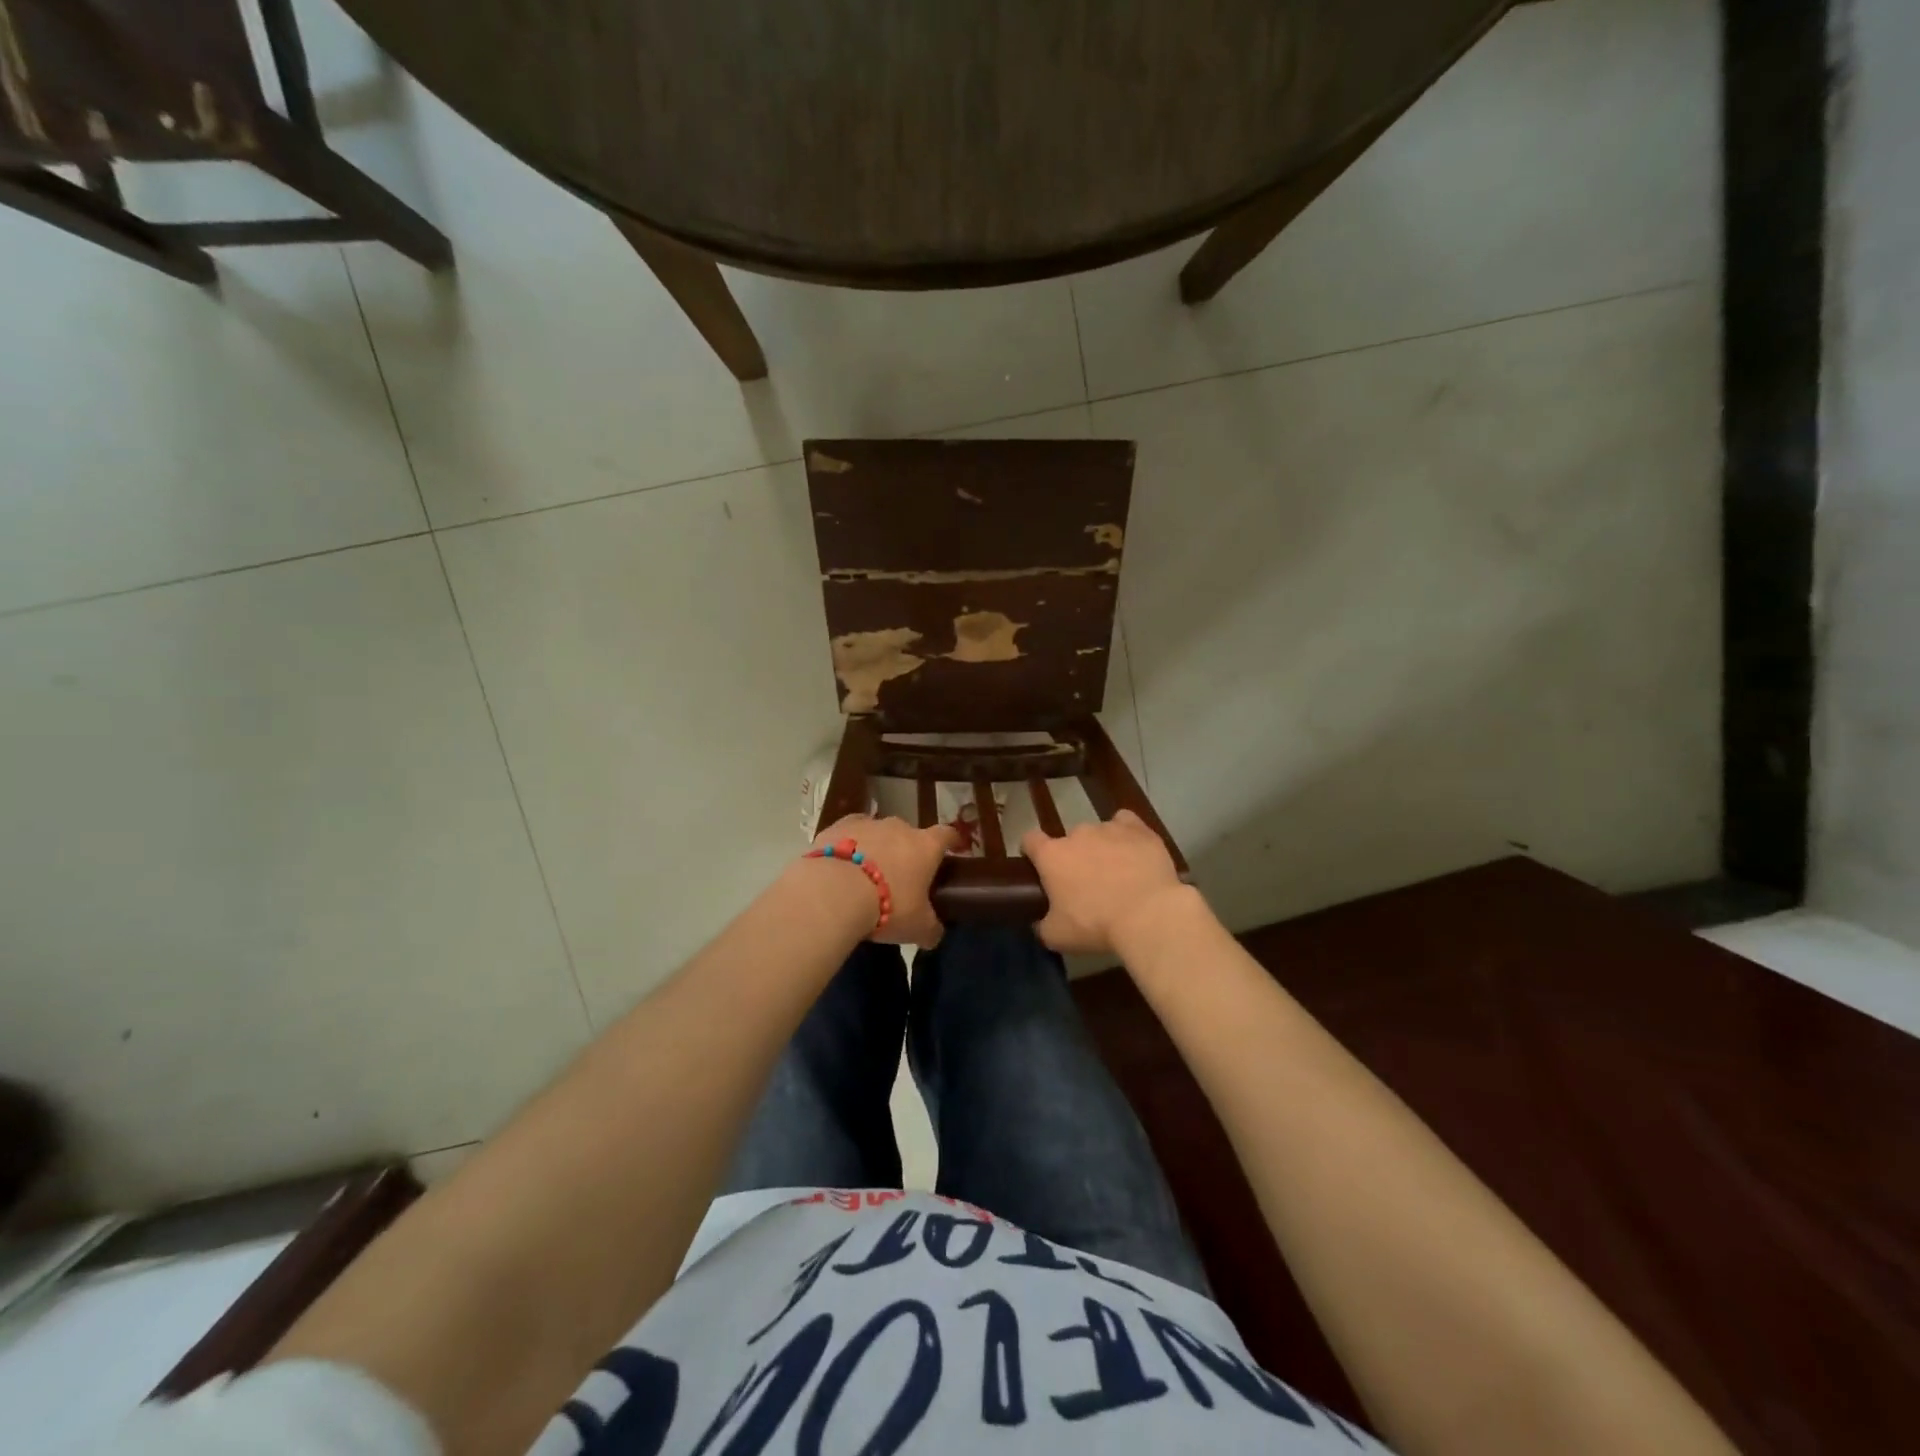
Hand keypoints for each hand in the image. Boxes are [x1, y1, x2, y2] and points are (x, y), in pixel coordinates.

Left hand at [811, 814, 960, 947]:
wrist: (834, 891)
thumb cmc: (887, 906)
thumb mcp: (917, 927)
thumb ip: (930, 929)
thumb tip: (934, 934)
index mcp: (925, 846)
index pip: (946, 835)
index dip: (952, 840)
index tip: (955, 846)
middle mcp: (899, 828)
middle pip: (909, 834)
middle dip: (906, 851)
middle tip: (901, 876)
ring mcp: (866, 823)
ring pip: (877, 833)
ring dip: (876, 848)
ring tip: (866, 874)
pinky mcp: (835, 827)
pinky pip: (847, 835)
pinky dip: (847, 846)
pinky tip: (841, 865)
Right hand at [1020, 810, 1187, 954]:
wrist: (1148, 915)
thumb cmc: (1095, 925)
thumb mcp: (1057, 936)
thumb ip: (1042, 925)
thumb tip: (1039, 923)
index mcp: (1052, 856)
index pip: (1030, 839)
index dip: (1032, 851)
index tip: (1039, 866)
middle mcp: (1077, 834)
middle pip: (1069, 840)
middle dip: (1075, 857)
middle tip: (1087, 884)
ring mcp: (1109, 828)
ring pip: (1099, 833)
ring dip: (1102, 848)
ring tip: (1117, 873)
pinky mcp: (1138, 830)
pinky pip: (1126, 822)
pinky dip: (1126, 833)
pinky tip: (1133, 850)